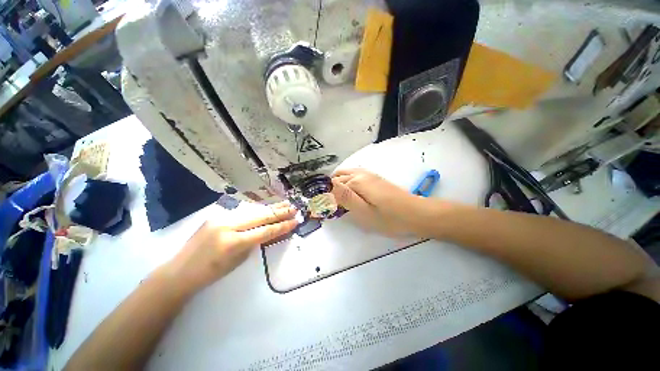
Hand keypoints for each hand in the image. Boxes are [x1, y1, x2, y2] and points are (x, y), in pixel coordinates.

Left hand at [167, 202, 297, 293]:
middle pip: (261, 216)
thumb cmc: (211, 273)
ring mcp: (222, 217)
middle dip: (280, 212)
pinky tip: (267, 207)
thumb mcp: (238, 260)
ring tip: (285, 204)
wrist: (180, 271)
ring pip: (253, 210)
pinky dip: (258, 210)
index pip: (266, 231)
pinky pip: (243, 211)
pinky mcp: (218, 215)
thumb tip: (267, 230)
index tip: (295, 221)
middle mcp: (228, 225)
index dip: (282, 226)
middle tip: (294, 208)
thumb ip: (254, 242)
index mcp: (234, 242)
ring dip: (271, 208)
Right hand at [331, 169, 425, 236]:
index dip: (325, 196)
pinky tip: (350, 195)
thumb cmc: (389, 218)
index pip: (332, 185)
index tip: (326, 209)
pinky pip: (354, 176)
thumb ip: (344, 197)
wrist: (415, 214)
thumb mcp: (363, 212)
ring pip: (345, 175)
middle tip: (332, 207)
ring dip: (338, 185)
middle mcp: (360, 173)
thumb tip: (326, 186)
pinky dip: (347, 183)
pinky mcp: (374, 178)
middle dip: (330, 190)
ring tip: (338, 202)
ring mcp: (368, 174)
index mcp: (356, 181)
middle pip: (337, 178)